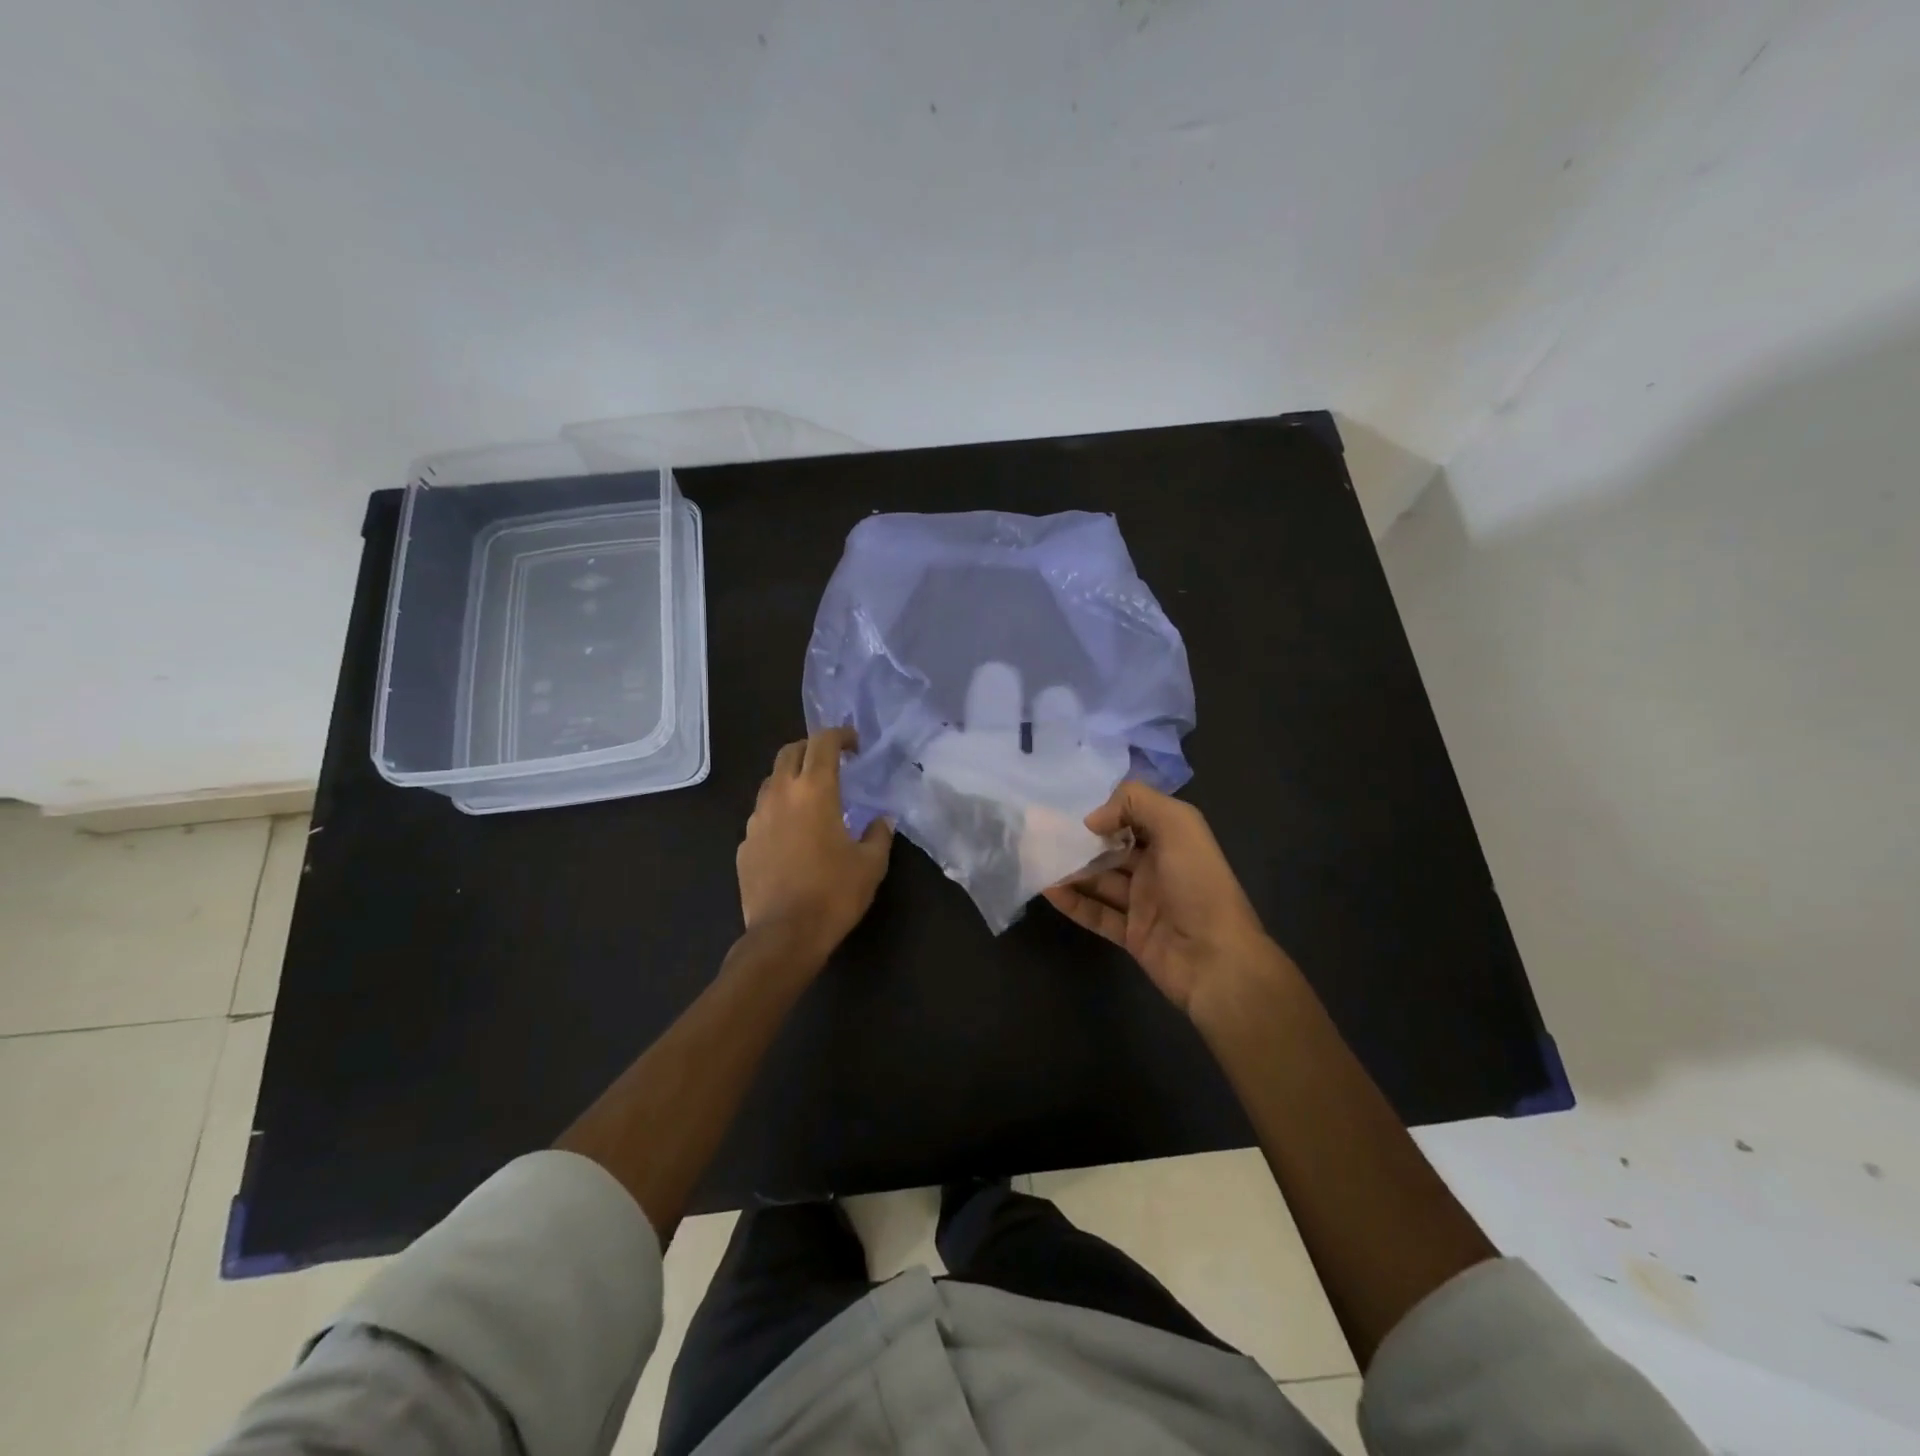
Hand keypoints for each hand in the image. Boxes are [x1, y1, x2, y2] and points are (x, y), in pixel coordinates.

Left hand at [737, 727, 893, 962]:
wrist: (784, 936)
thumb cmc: (834, 894)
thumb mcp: (871, 864)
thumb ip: (878, 834)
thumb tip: (882, 819)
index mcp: (815, 791)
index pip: (823, 743)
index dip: (840, 735)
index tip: (855, 744)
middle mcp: (781, 795)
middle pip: (790, 752)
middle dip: (811, 748)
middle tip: (832, 762)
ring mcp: (757, 819)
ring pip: (771, 781)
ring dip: (792, 778)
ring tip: (811, 797)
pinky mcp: (744, 844)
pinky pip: (762, 814)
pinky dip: (778, 811)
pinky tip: (792, 834)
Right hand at [1043, 782, 1282, 1015]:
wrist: (1216, 960)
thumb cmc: (1198, 885)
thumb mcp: (1178, 825)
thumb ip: (1135, 804)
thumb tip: (1092, 819)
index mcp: (1173, 840)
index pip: (1134, 816)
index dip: (1106, 810)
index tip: (1070, 808)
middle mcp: (1158, 868)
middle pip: (1112, 848)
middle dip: (1081, 840)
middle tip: (1042, 832)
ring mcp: (1144, 903)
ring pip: (1100, 880)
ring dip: (1071, 869)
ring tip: (1037, 857)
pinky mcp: (1131, 934)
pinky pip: (1096, 913)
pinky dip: (1072, 902)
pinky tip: (1048, 889)